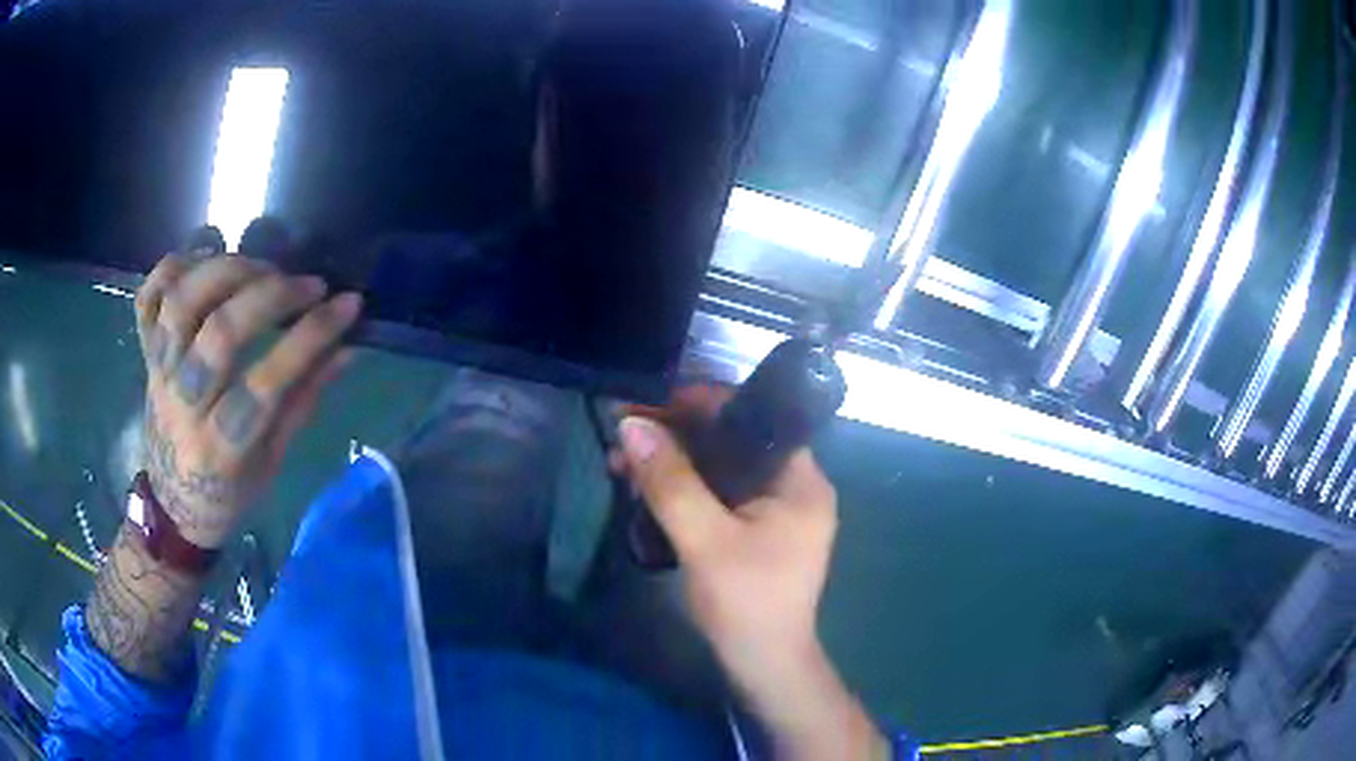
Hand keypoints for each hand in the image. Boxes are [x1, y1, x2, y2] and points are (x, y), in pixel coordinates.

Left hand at [135, 253, 360, 548]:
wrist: (172, 504)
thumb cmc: (228, 493)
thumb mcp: (272, 464)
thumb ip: (303, 402)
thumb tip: (347, 348)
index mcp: (220, 448)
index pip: (266, 382)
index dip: (310, 337)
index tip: (348, 304)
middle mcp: (183, 404)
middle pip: (218, 332)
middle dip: (270, 295)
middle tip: (307, 284)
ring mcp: (157, 372)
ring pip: (181, 302)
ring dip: (226, 270)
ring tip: (260, 268)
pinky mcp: (144, 354)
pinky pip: (148, 296)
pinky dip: (175, 266)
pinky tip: (207, 260)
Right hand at [616, 387, 886, 758]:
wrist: (764, 667)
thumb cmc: (746, 603)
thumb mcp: (705, 541)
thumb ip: (671, 482)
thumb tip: (632, 425)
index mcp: (801, 481)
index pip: (755, 419)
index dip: (702, 405)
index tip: (652, 405)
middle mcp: (795, 488)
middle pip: (734, 442)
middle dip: (678, 436)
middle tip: (627, 437)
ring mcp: (777, 512)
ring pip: (722, 469)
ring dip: (675, 463)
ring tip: (624, 462)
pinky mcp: (758, 533)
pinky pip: (719, 495)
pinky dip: (685, 489)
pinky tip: (647, 489)